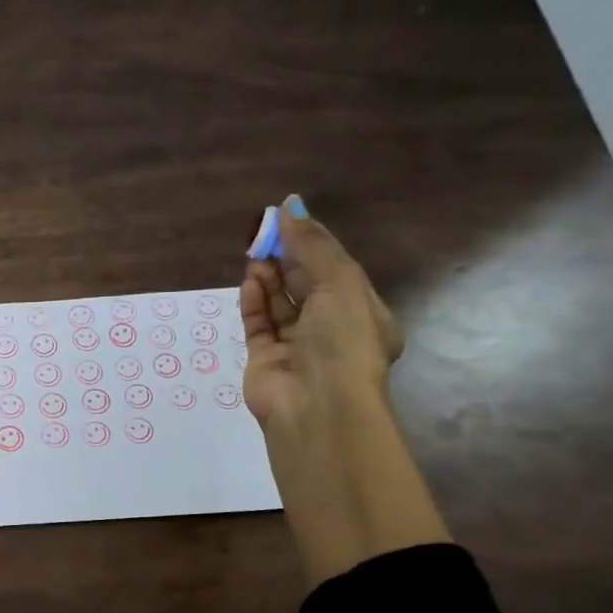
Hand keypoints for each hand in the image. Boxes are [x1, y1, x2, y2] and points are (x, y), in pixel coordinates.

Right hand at [241, 195, 403, 434]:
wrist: (316, 406)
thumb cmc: (342, 341)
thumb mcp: (339, 283)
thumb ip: (312, 245)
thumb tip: (290, 205)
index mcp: (362, 313)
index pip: (336, 270)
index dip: (312, 243)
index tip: (287, 218)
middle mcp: (331, 330)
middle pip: (305, 285)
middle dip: (286, 258)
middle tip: (263, 232)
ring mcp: (296, 346)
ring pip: (280, 304)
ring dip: (268, 277)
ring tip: (254, 253)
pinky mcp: (265, 359)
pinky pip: (259, 324)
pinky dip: (254, 302)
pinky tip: (250, 281)